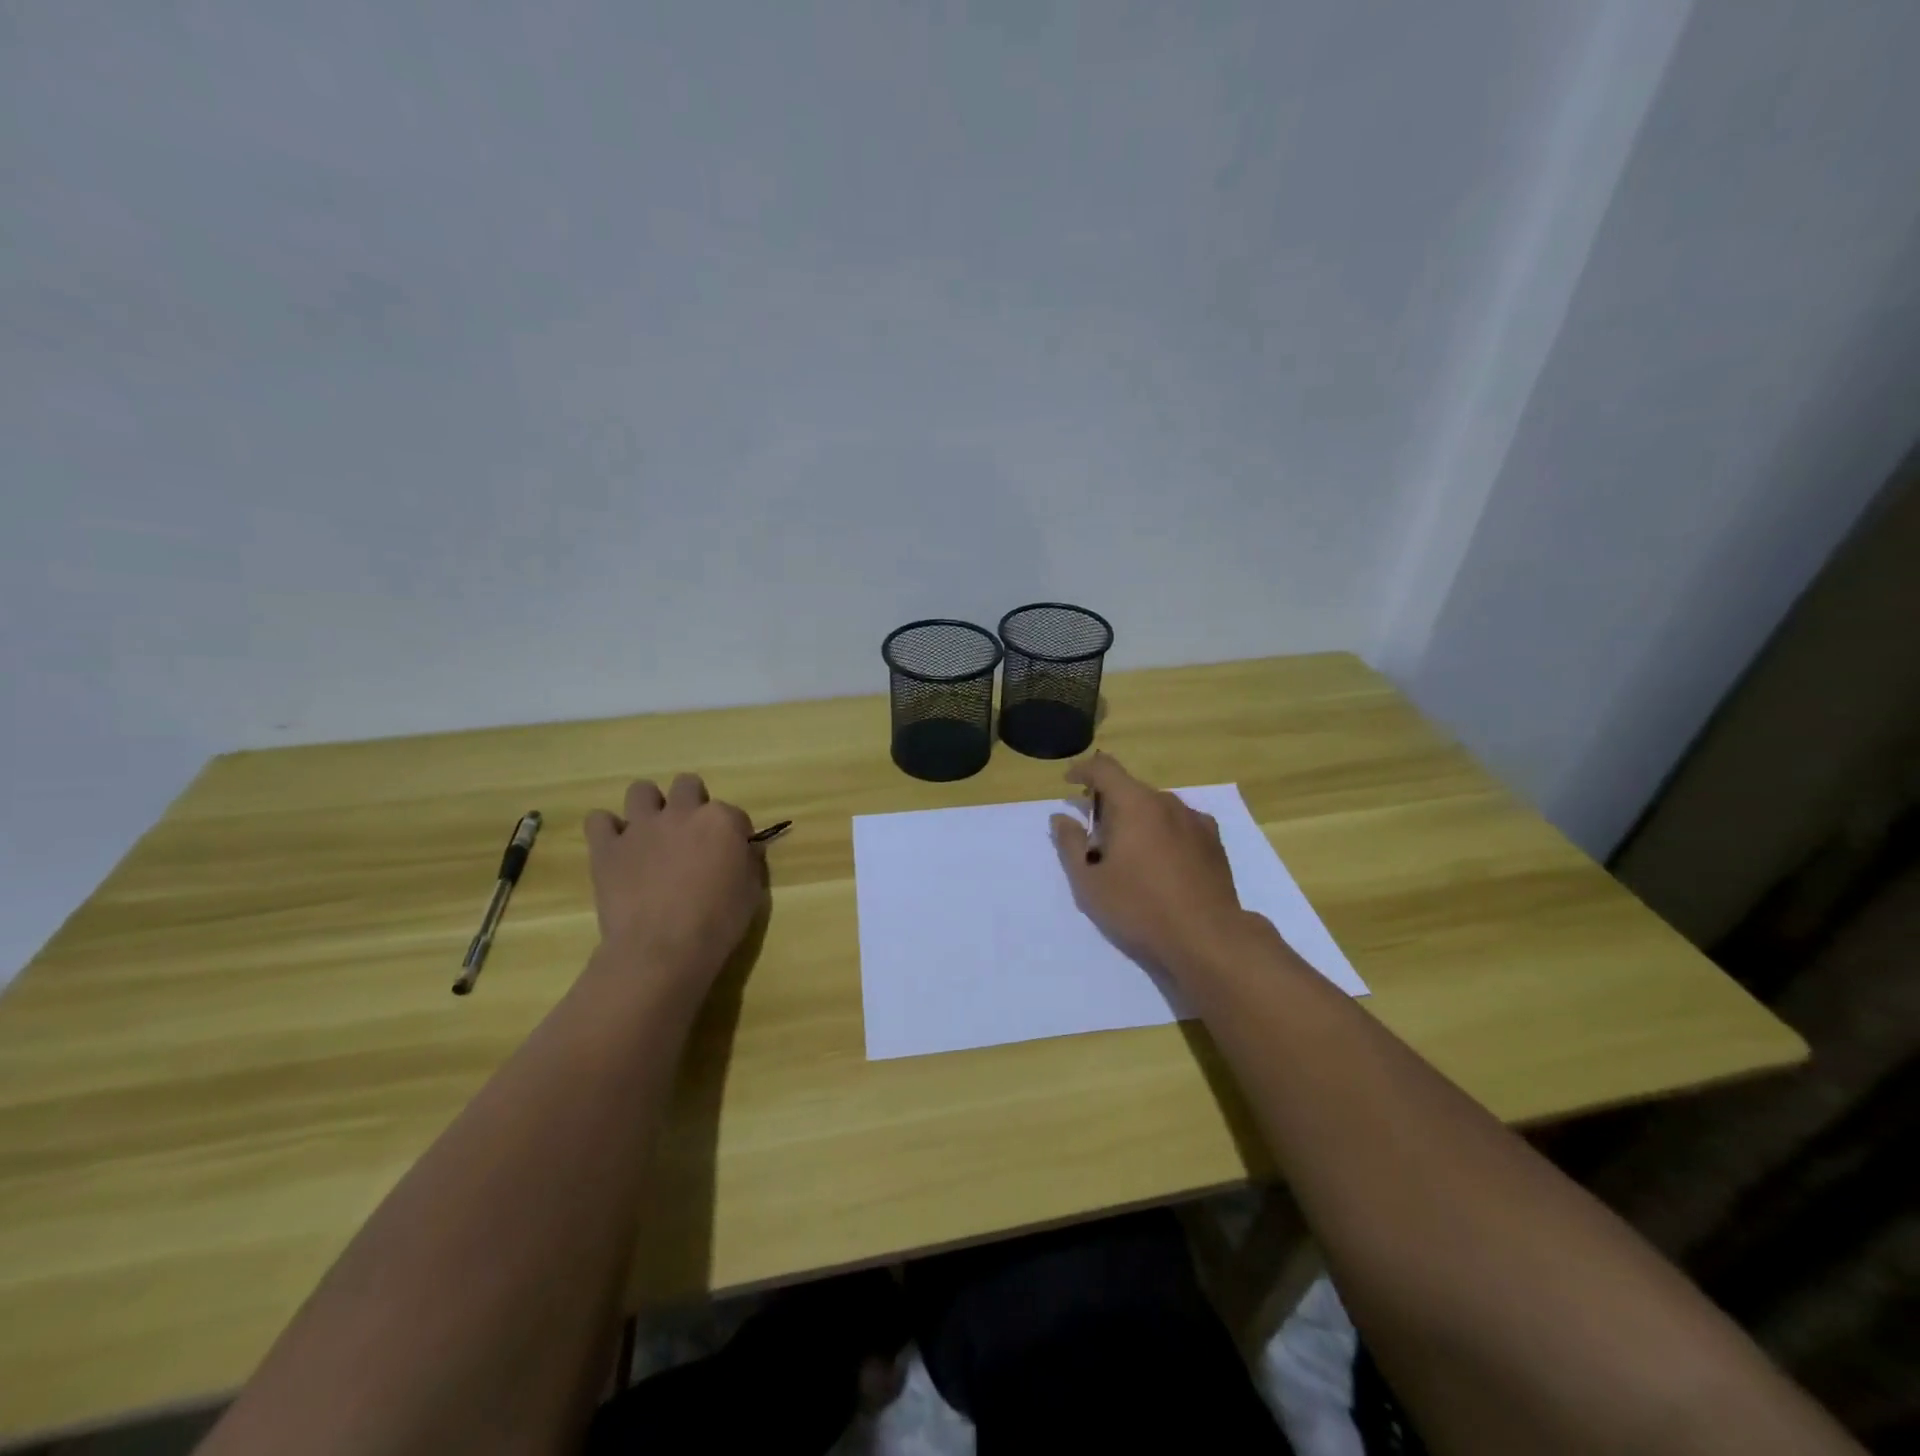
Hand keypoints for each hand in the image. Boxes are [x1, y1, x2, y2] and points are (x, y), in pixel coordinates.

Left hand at [583, 774, 766, 981]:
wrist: (662, 949)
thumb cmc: (717, 923)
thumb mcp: (751, 892)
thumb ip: (749, 861)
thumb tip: (745, 849)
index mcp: (721, 821)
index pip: (734, 814)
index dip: (734, 834)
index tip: (732, 854)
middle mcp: (681, 813)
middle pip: (687, 785)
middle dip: (691, 802)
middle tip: (691, 835)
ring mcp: (641, 827)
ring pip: (641, 790)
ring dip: (649, 806)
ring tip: (652, 833)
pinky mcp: (607, 847)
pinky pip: (599, 820)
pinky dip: (608, 830)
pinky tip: (617, 847)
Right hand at [1049, 752, 1249, 970]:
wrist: (1208, 937)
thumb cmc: (1139, 907)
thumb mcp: (1089, 881)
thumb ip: (1070, 844)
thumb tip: (1061, 817)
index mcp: (1134, 804)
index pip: (1104, 768)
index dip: (1083, 770)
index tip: (1069, 783)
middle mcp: (1167, 802)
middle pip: (1130, 788)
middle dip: (1108, 803)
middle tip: (1094, 836)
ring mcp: (1195, 820)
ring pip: (1156, 807)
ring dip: (1136, 819)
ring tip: (1128, 853)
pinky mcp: (1214, 841)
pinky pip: (1179, 824)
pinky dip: (1162, 832)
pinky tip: (1161, 861)